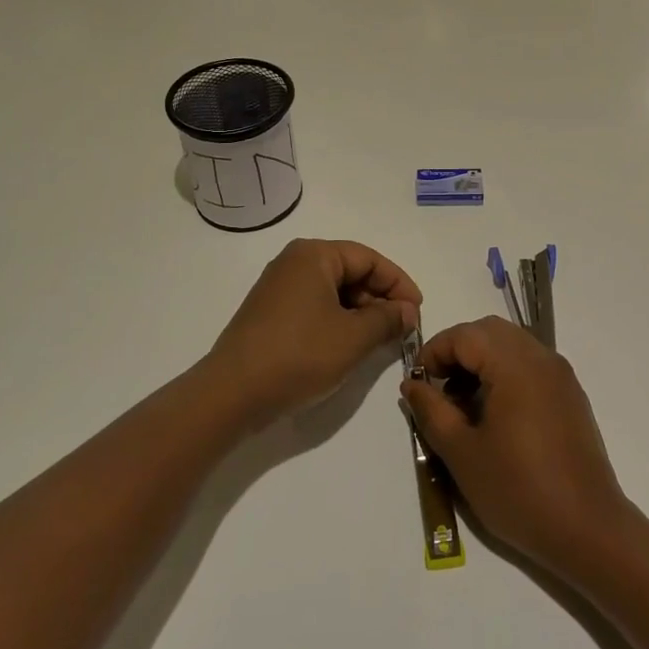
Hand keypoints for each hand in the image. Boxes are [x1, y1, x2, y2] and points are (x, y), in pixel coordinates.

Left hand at [205, 239, 421, 427]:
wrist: (232, 393)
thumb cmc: (298, 355)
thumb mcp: (353, 337)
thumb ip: (386, 319)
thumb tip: (407, 310)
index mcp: (314, 255)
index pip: (369, 259)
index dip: (398, 283)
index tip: (416, 312)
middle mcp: (294, 262)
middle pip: (350, 271)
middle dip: (380, 298)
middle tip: (401, 328)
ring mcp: (279, 287)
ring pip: (333, 291)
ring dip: (360, 312)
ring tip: (379, 340)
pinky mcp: (270, 312)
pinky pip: (315, 306)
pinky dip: (337, 320)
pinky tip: (349, 345)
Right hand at [401, 317, 632, 573]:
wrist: (589, 531)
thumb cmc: (518, 490)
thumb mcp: (462, 453)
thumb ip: (432, 411)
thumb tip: (412, 384)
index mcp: (514, 364)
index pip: (464, 335)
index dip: (434, 352)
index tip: (417, 385)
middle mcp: (541, 358)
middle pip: (489, 332)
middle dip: (458, 351)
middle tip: (439, 388)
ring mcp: (560, 375)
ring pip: (512, 345)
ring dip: (482, 361)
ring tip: (464, 404)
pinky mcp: (571, 395)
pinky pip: (531, 365)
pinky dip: (506, 373)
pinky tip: (496, 414)